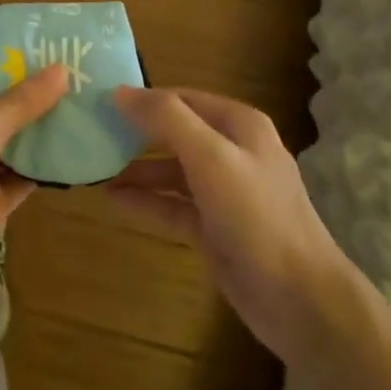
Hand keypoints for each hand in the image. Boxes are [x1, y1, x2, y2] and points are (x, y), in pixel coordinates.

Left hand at [0, 65, 69, 325]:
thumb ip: (19, 104)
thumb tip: (61, 69)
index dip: (9, 62)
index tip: (51, 47)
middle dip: (33, 95)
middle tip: (81, 74)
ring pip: (12, 142)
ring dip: (43, 130)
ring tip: (88, 104)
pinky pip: (21, 176)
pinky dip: (44, 166)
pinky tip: (79, 150)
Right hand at [110, 87, 353, 364]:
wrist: (299, 298)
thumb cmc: (256, 216)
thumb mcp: (211, 157)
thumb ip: (166, 120)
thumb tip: (120, 92)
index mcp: (239, 125)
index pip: (182, 98)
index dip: (143, 99)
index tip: (99, 103)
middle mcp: (233, 152)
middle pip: (176, 133)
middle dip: (136, 134)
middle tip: (91, 135)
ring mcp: (225, 193)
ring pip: (172, 172)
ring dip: (137, 170)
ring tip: (94, 171)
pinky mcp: (216, 228)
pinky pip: (173, 206)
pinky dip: (146, 202)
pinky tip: (113, 201)